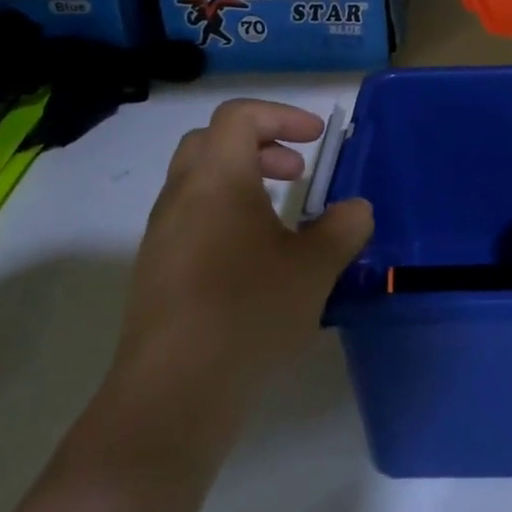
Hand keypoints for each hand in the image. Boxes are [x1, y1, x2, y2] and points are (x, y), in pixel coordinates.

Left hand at [109, 99, 372, 413]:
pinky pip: (191, 219)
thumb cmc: (248, 313)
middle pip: (212, 140)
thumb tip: (356, 209)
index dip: (281, 115)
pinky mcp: (155, 272)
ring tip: (282, 218)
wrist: (172, 396)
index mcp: (217, 179)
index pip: (239, 116)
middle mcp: (181, 196)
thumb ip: (343, 228)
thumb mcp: (314, 268)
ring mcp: (162, 235)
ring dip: (242, 181)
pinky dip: (225, 216)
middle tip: (297, 171)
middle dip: (259, 143)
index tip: (316, 140)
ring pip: (199, 181)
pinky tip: (254, 261)